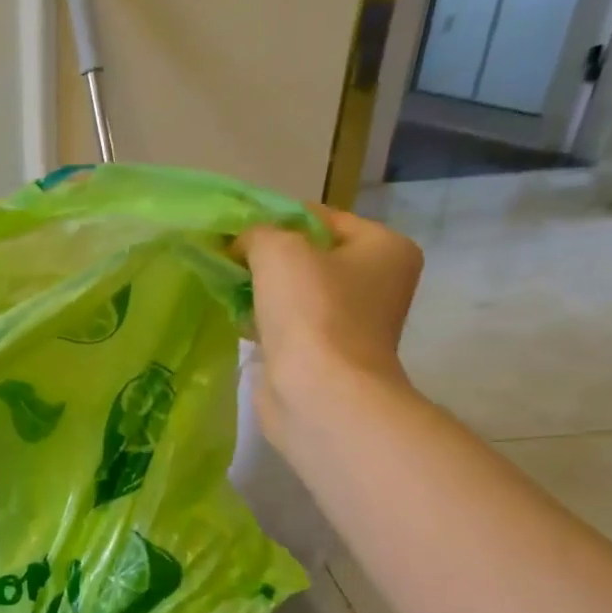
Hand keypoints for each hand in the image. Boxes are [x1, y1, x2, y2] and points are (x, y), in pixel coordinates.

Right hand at [239, 207, 422, 449]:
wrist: (319, 394)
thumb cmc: (312, 313)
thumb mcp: (278, 250)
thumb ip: (256, 233)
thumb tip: (242, 245)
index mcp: (384, 248)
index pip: (323, 218)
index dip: (276, 219)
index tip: (236, 232)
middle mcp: (376, 283)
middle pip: (309, 256)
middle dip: (266, 257)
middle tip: (228, 259)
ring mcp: (351, 323)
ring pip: (294, 292)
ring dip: (261, 291)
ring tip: (227, 288)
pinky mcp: (323, 354)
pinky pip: (287, 325)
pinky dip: (263, 321)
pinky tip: (237, 320)